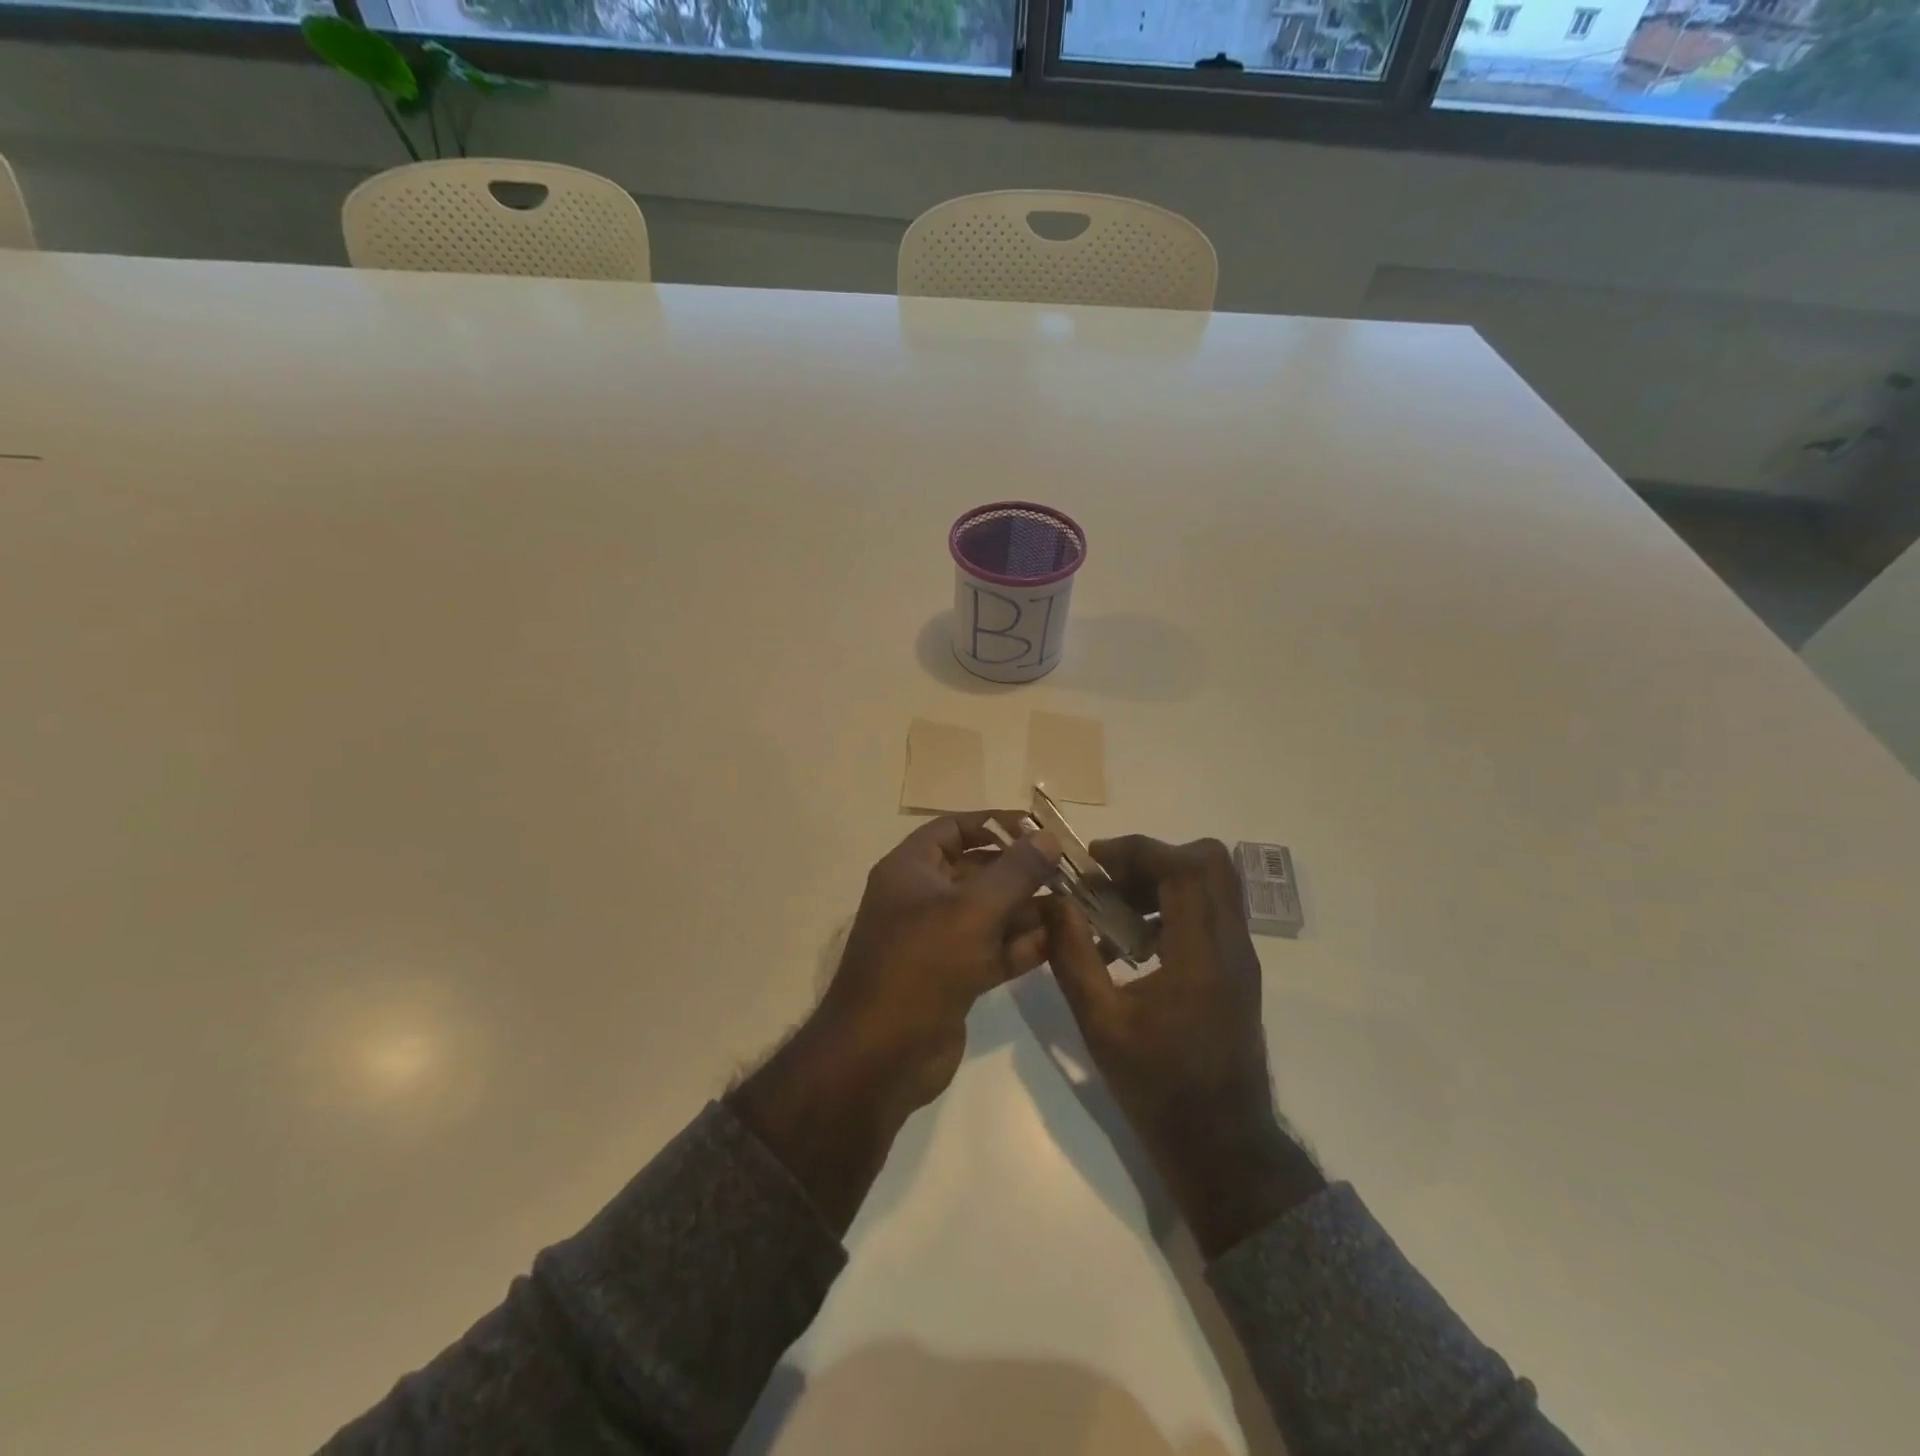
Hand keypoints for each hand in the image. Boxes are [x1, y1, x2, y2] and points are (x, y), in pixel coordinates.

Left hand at [817, 814, 1062, 1117]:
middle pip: (977, 871)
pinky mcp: (955, 978)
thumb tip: (1048, 837)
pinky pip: (993, 950)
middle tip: (1069, 871)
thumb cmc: (921, 966)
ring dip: (1029, 909)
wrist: (880, 1057)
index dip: (995, 823)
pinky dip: (1023, 945)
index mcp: (910, 870)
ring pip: (990, 913)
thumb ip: (1014, 871)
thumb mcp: (972, 909)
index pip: (954, 829)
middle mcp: (922, 899)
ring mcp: (938, 941)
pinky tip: (1062, 939)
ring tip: (1077, 904)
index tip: (1039, 828)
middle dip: (1021, 870)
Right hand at [1042, 836, 1324, 1258]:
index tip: (1095, 861)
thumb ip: (1073, 956)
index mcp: (1201, 955)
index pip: (1183, 868)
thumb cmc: (1158, 1088)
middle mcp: (1231, 945)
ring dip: (1164, 881)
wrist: (1222, 1145)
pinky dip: (1174, 907)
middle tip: (1111, 881)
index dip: (1137, 850)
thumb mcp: (1101, 1023)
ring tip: (1116, 911)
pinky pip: (1211, 913)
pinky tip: (1135, 944)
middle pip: (1211, 862)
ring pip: (1214, 885)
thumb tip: (1052, 903)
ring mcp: (1241, 958)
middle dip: (1155, 858)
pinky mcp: (1238, 972)